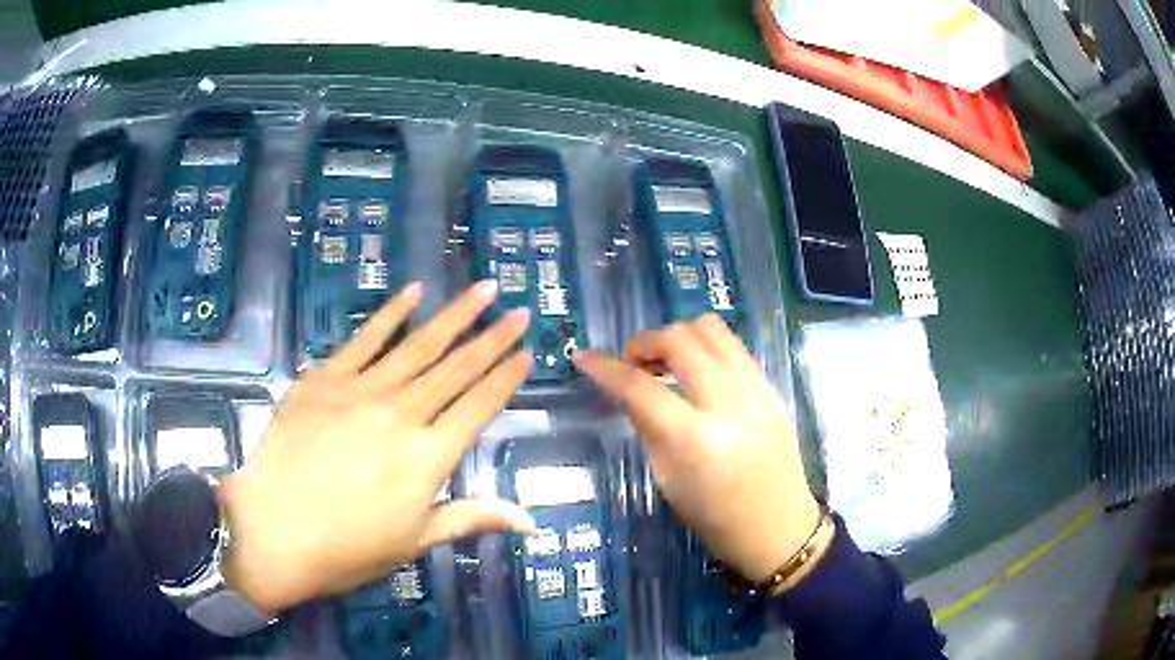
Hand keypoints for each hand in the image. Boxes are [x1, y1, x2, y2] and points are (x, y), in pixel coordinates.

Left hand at [220, 281, 535, 613]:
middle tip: (519, 311)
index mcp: (428, 458)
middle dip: (492, 338)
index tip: (528, 351)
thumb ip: (473, 519)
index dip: (506, 378)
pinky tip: (414, 293)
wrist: (274, 529)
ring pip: (418, 345)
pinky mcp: (326, 379)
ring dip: (455, 316)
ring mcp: (361, 390)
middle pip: (456, 369)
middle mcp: (402, 415)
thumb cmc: (348, 547)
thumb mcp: (416, 541)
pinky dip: (391, 315)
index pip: (479, 407)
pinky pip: (365, 340)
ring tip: (483, 289)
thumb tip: (532, 522)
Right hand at [574, 314, 823, 584]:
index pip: (640, 387)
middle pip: (678, 340)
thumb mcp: (668, 479)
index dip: (605, 368)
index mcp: (694, 439)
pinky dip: (705, 347)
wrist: (778, 527)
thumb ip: (648, 426)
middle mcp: (728, 402)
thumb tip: (629, 389)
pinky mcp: (771, 386)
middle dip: (644, 342)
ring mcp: (755, 389)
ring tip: (665, 362)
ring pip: (710, 328)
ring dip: (677, 336)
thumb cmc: (715, 518)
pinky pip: (732, 345)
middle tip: (633, 365)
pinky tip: (696, 372)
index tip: (583, 358)